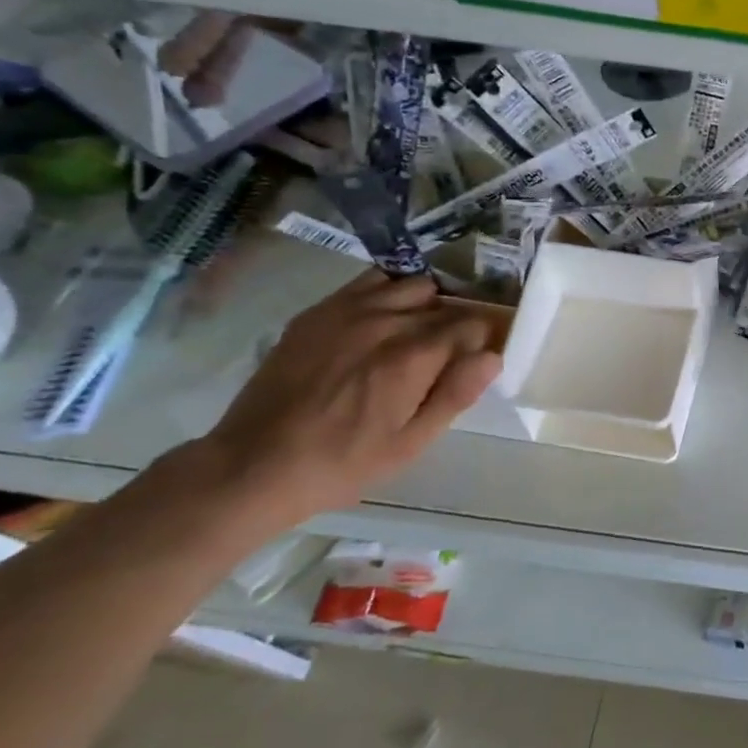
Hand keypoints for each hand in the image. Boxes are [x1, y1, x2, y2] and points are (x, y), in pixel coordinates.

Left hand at [188, 272, 503, 532]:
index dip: (483, 342)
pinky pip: (369, 283)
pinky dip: (388, 294)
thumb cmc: (344, 462)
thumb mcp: (411, 443)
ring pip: (411, 285)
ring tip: (416, 334)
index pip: (473, 325)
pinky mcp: (318, 313)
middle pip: (445, 303)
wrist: (255, 464)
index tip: (477, 361)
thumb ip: (456, 394)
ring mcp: (348, 312)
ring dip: (425, 304)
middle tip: (447, 356)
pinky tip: (381, 322)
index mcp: (414, 357)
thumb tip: (493, 357)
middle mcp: (386, 322)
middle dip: (456, 324)